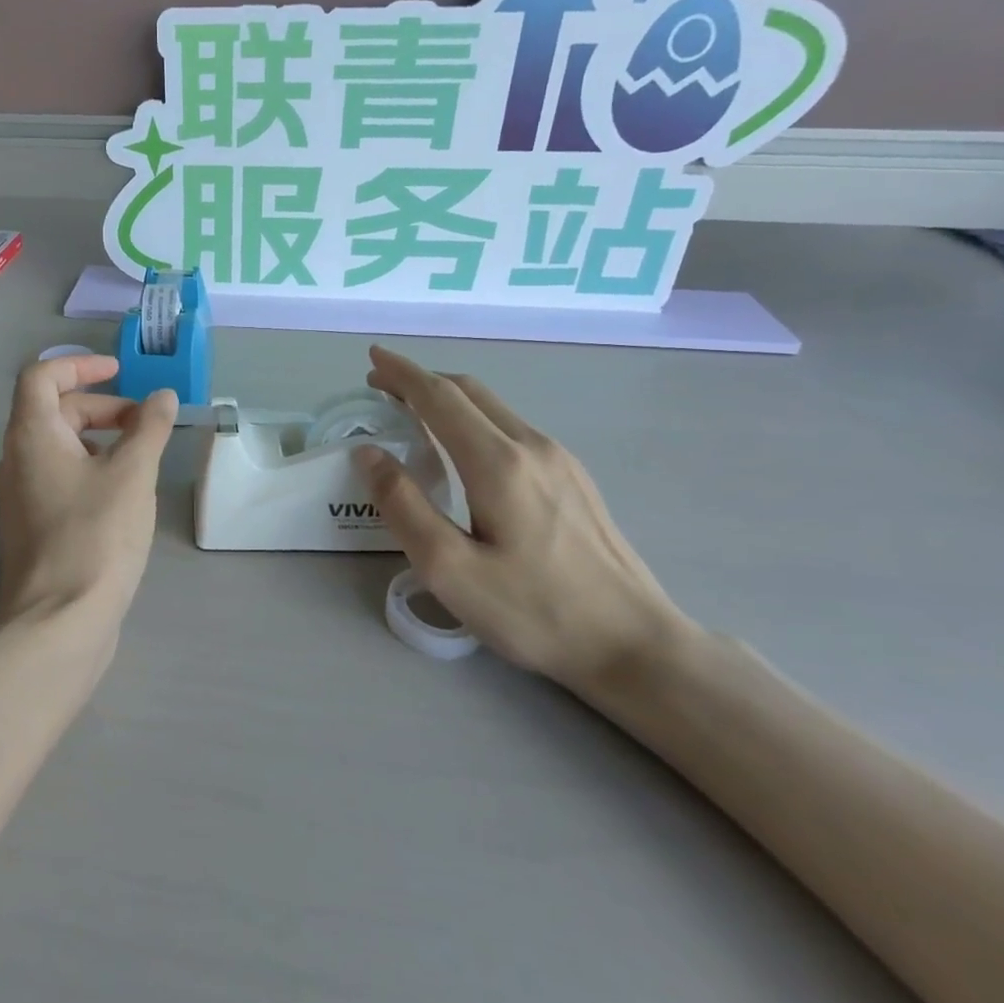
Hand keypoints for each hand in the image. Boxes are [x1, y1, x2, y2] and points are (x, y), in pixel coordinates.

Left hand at [0, 354, 176, 631]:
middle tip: (144, 424)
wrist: (59, 622)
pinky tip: (124, 494)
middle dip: (101, 407)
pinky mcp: (33, 527)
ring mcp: (21, 497)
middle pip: (53, 411)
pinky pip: (60, 479)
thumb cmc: (95, 535)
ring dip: (98, 439)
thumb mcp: (132, 474)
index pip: (41, 376)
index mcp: (31, 436)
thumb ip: (149, 428)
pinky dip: (91, 469)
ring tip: (141, 457)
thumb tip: (162, 397)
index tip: (119, 373)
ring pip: (58, 448)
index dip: (80, 365)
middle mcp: (16, 460)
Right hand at [356, 347, 697, 692]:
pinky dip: (475, 419)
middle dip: (421, 381)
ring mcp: (560, 460)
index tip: (373, 358)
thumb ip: (403, 505)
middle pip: (469, 391)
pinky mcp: (575, 478)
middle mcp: (531, 446)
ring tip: (415, 413)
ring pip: (494, 408)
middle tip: (382, 388)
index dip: (401, 373)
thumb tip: (368, 453)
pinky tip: (465, 449)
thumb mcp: (450, 569)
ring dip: (449, 399)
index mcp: (497, 462)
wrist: (635, 644)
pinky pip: (512, 428)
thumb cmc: (535, 611)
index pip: (439, 397)